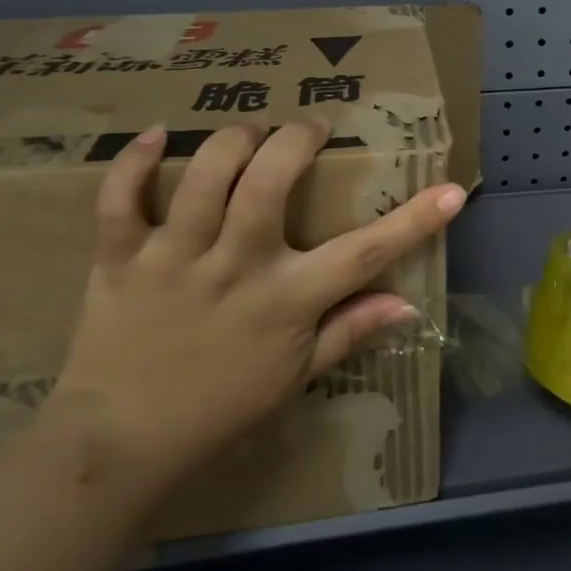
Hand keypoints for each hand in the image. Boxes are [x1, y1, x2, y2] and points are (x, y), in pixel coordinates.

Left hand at [49, 121, 466, 492]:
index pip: (365, 253)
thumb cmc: (222, 408)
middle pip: (269, 183)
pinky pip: (119, 199)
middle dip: (296, 140)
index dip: (415, 219)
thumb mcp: (297, 376)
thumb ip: (350, 331)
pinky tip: (153, 137)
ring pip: (204, 177)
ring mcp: (174, 260)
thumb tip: (407, 305)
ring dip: (232, 140)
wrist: (121, 442)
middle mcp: (235, 268)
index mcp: (286, 301)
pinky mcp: (120, 260)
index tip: (451, 190)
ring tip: (249, 133)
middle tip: (310, 128)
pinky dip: (134, 162)